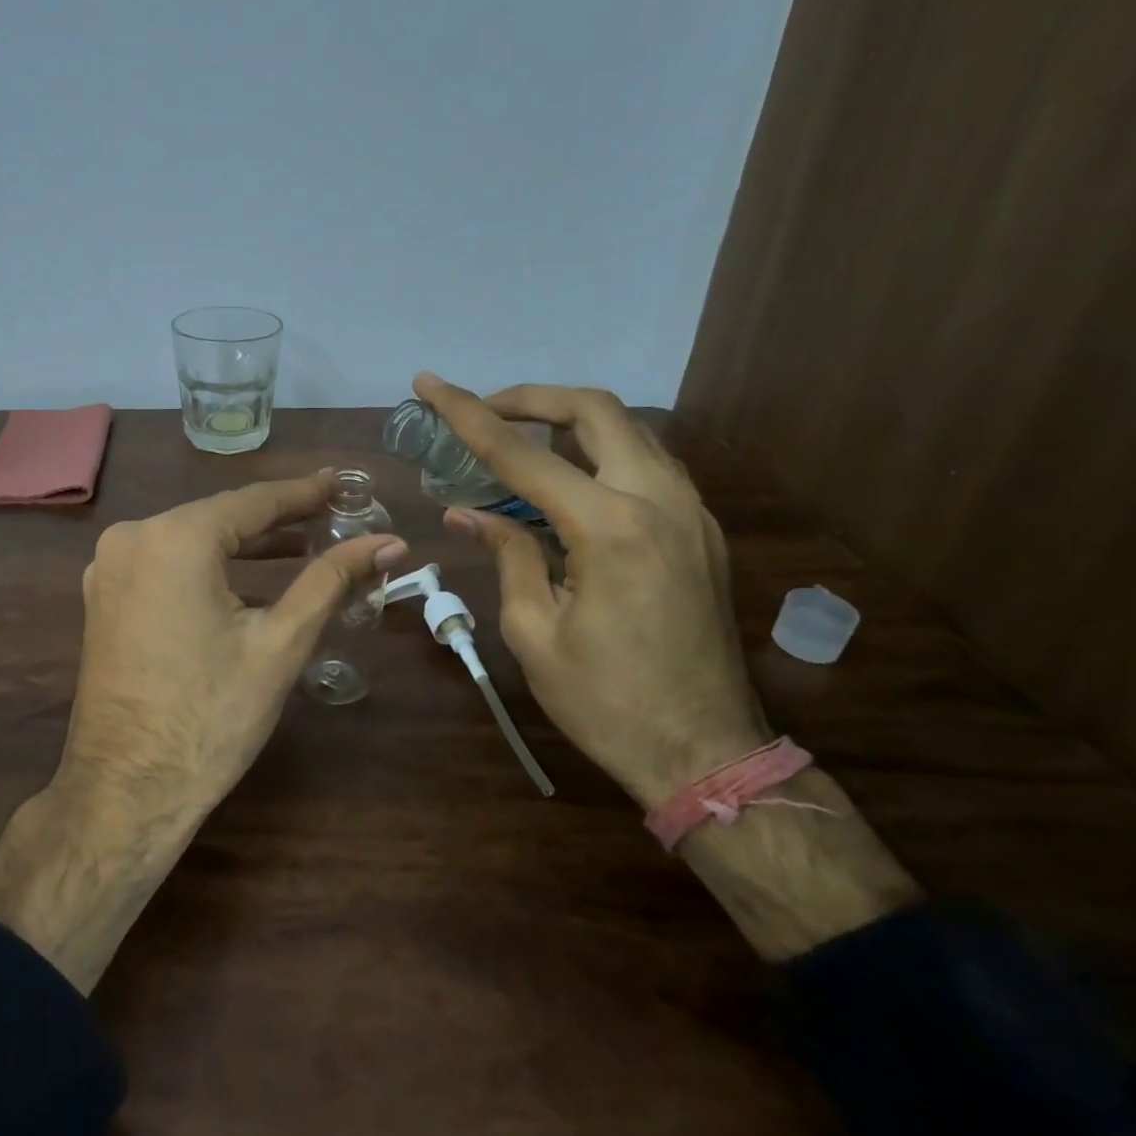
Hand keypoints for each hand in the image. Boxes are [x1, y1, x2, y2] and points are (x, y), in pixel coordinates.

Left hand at [59, 469, 407, 815]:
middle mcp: (132, 537)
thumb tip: (391, 543)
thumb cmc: (210, 717)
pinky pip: (166, 564)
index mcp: (173, 538)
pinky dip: (208, 567)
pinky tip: (247, 580)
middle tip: (332, 515)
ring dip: (244, 545)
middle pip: (220, 517)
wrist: (126, 791)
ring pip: (192, 540)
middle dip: (278, 520)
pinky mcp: (104, 597)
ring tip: (302, 547)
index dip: (304, 493)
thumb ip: (332, 580)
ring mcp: (109, 568)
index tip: (343, 484)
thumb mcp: (280, 643)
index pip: (253, 502)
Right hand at [412, 374, 765, 807]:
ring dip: (569, 423)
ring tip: (519, 442)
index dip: (467, 414)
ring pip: (629, 430)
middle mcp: (658, 501)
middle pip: (595, 410)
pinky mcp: (701, 531)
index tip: (429, 383)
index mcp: (609, 528)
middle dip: (531, 398)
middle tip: (484, 411)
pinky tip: (568, 482)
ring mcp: (689, 512)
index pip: (521, 454)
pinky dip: (601, 454)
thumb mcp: (534, 631)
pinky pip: (648, 465)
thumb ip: (507, 554)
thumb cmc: (605, 702)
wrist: (705, 751)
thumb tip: (467, 514)